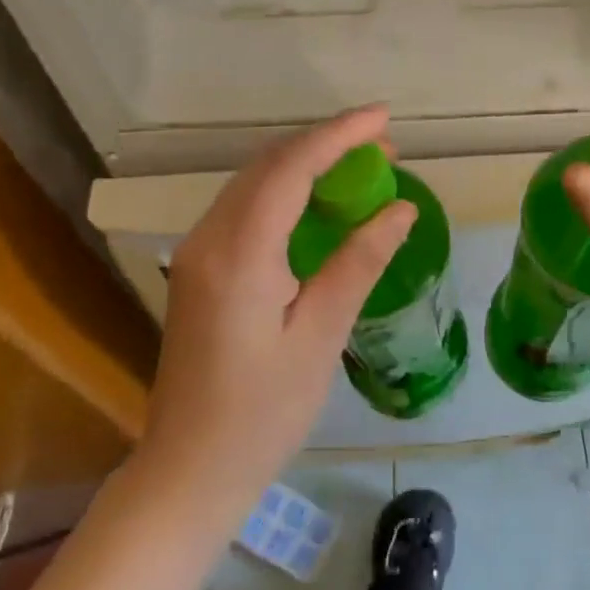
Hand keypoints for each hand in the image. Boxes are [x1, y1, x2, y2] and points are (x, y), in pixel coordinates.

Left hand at [137, 107, 417, 517]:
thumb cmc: (263, 413)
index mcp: (239, 253)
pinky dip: (286, 190)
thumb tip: (401, 210)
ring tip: (360, 167)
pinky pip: (245, 207)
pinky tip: (318, 202)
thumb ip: (359, 262)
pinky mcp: (198, 268)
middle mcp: (209, 238)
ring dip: (305, 164)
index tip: (383, 118)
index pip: (291, 167)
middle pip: (268, 164)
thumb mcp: (321, 336)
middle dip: (326, 144)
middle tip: (383, 147)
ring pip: (254, 181)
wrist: (189, 470)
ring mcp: (197, 252)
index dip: (339, 134)